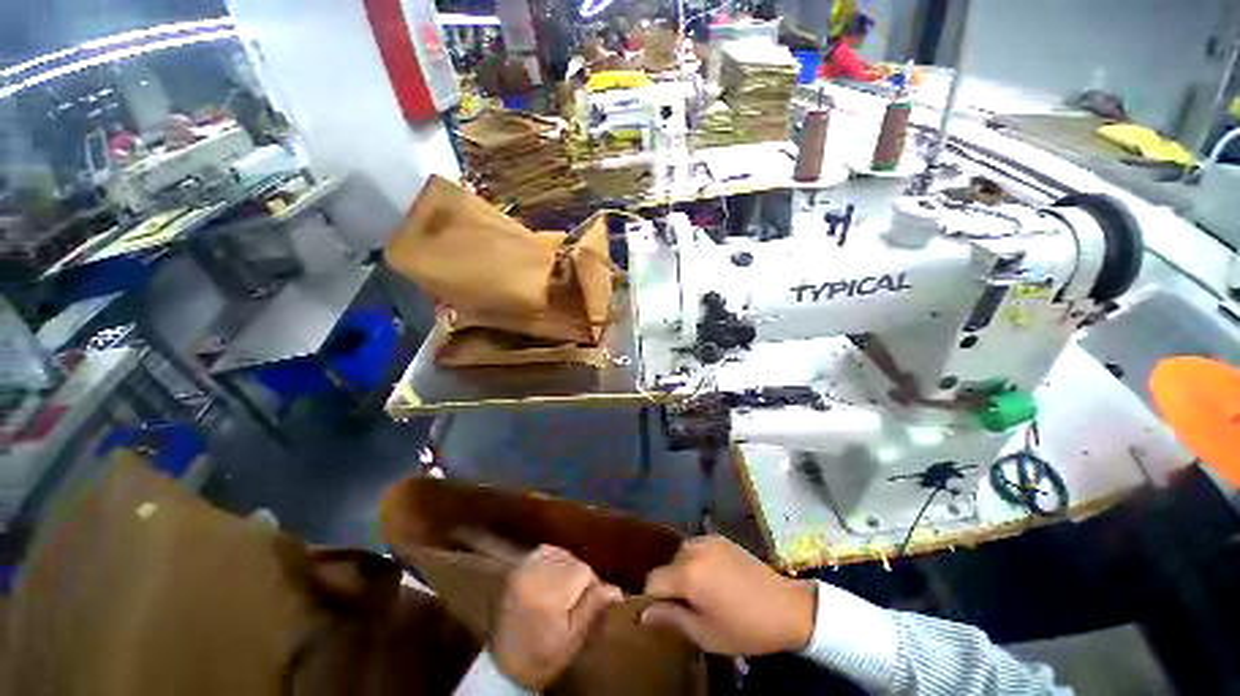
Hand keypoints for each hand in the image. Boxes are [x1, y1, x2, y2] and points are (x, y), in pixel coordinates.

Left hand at [490, 545, 622, 690]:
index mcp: (549, 595)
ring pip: (559, 554)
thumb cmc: (543, 657)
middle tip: (583, 598)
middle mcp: (534, 576)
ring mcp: (522, 572)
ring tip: (570, 587)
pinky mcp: (515, 571)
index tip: (596, 601)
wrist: (505, 668)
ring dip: (568, 566)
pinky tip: (556, 572)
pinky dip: (553, 556)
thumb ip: (593, 608)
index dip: (594, 585)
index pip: (584, 571)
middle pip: (572, 561)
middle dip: (581, 576)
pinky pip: (541, 551)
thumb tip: (617, 590)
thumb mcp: (573, 638)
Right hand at [640, 535, 815, 655]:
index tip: (666, 613)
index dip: (654, 599)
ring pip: (682, 554)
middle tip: (689, 606)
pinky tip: (715, 577)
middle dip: (672, 585)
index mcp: (687, 574)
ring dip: (684, 571)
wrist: (786, 607)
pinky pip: (698, 547)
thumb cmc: (744, 628)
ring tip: (703, 592)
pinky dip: (698, 560)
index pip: (653, 580)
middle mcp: (693, 549)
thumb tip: (644, 614)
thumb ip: (670, 619)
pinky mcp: (721, 538)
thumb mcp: (705, 633)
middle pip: (668, 566)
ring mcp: (708, 540)